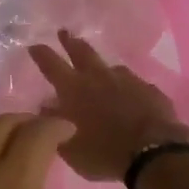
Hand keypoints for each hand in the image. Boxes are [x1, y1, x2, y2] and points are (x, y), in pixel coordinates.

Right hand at [28, 30, 188, 181]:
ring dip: (101, 68)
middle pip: (82, 51)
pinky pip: (134, 84)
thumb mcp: (69, 147)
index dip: (41, 53)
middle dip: (70, 42)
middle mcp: (99, 77)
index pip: (51, 64)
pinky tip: (129, 98)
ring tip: (100, 74)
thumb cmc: (104, 152)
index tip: (34, 46)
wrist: (155, 155)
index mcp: (74, 89)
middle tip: (64, 33)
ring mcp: (128, 81)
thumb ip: (54, 124)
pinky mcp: (150, 90)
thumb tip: (46, 107)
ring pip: (110, 67)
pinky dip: (126, 88)